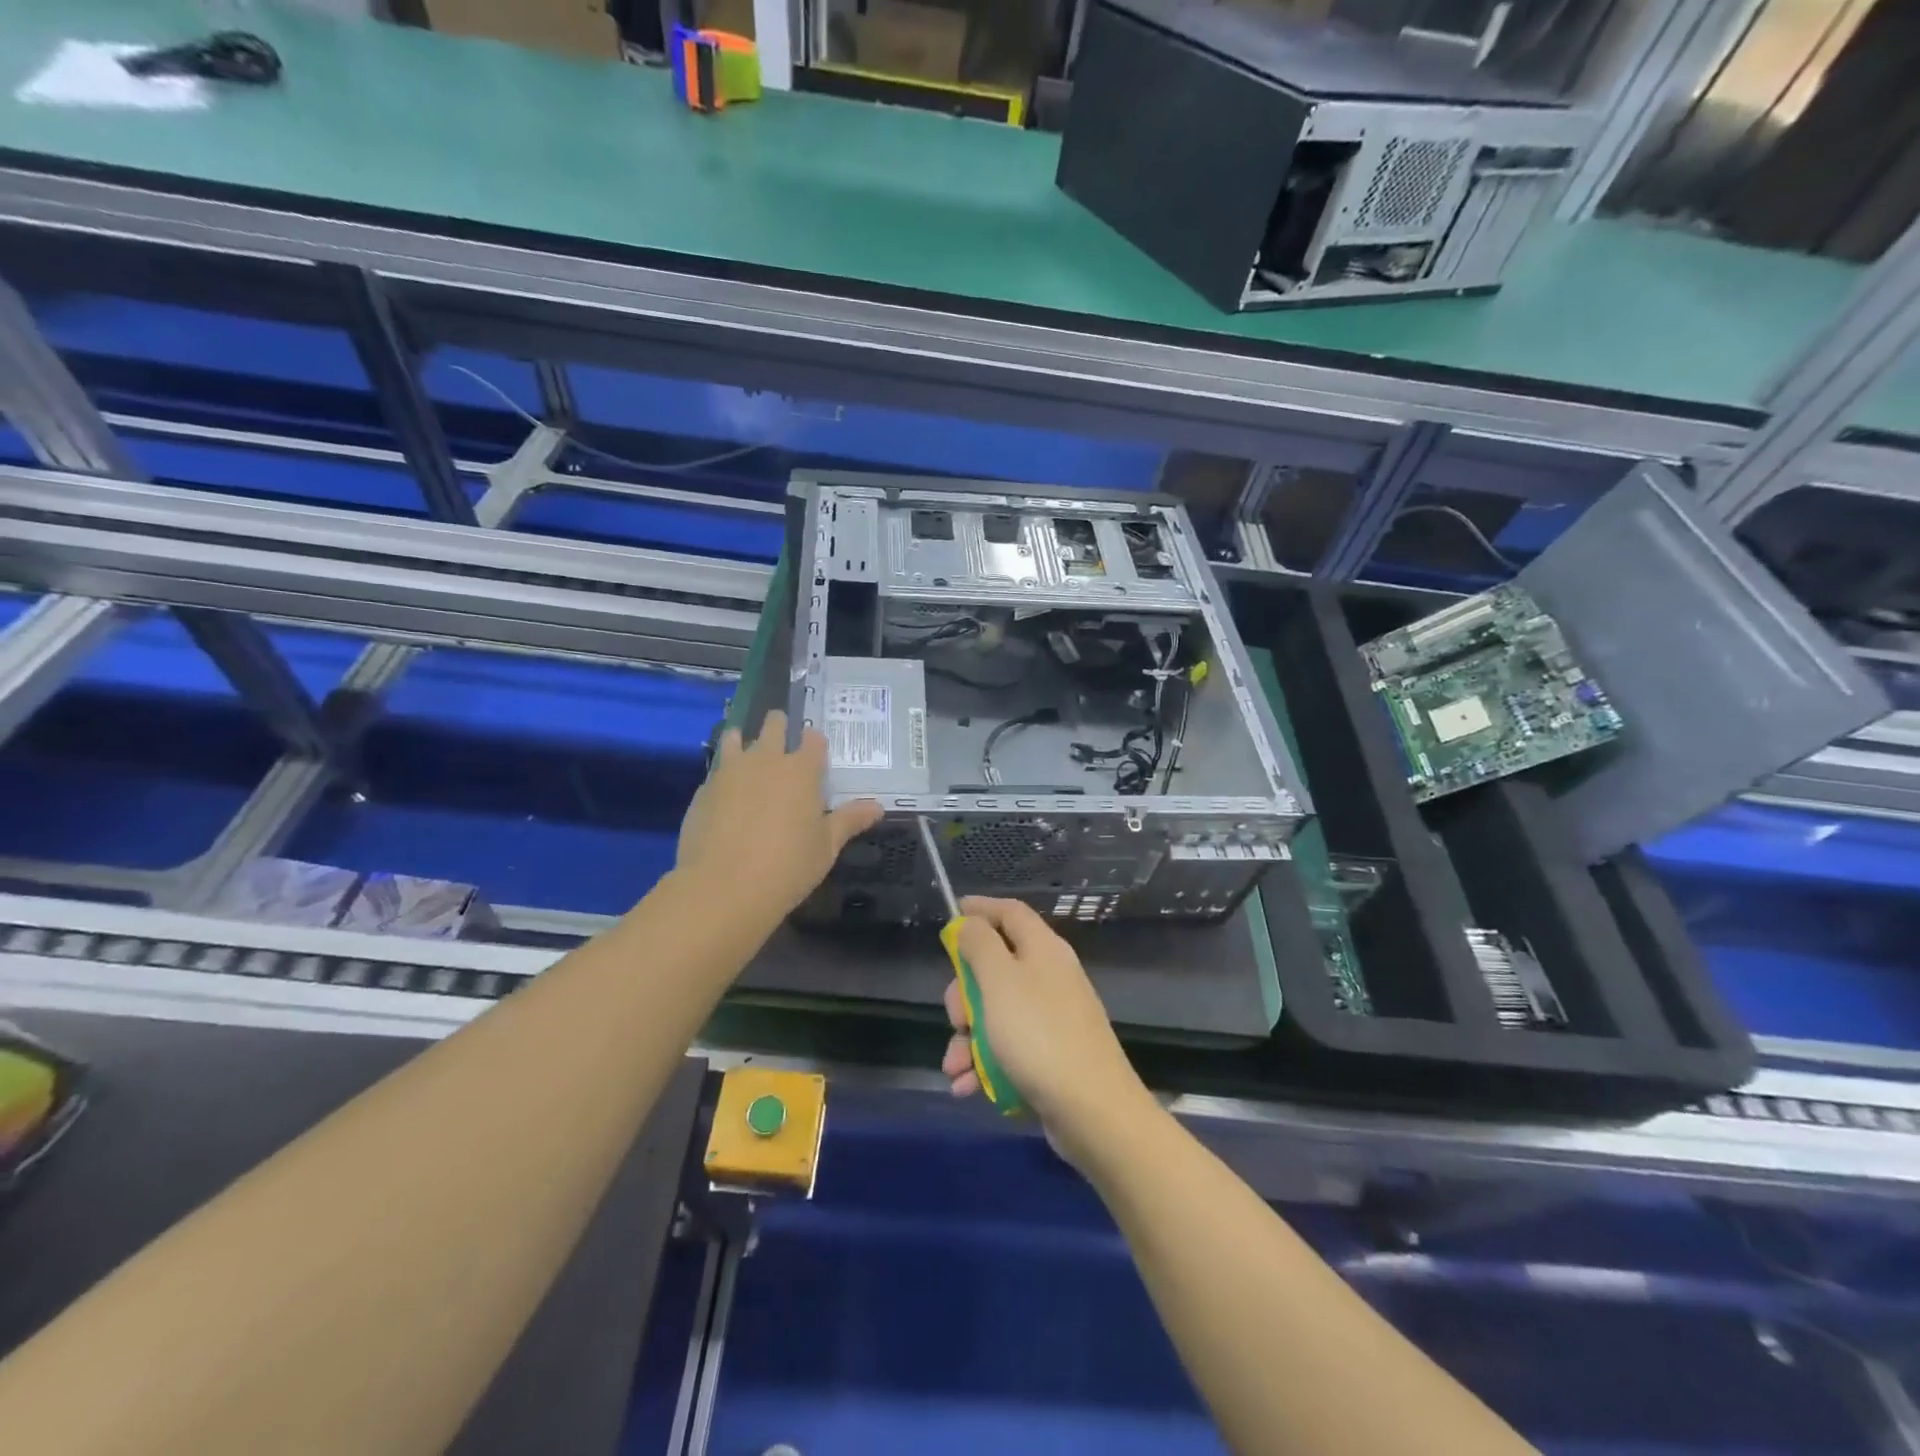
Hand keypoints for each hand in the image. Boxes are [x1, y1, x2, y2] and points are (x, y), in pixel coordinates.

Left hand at [677, 710, 882, 921]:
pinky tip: (726, 794)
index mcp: (801, 770)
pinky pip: (717, 769)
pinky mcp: (703, 789)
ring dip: (744, 741)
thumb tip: (877, 807)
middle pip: (773, 726)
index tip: (816, 748)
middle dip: (779, 726)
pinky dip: (724, 774)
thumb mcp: (826, 847)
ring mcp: (730, 771)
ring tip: (747, 755)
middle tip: (782, 738)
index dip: (815, 741)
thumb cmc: (787, 866)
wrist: (723, 887)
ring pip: (736, 738)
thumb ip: (849, 821)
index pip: (813, 740)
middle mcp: (766, 759)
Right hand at [941, 897, 1151, 1163]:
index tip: (953, 914)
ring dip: (968, 1038)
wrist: (1092, 1111)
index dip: (981, 909)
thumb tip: (968, 922)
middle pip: (996, 967)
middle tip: (955, 1018)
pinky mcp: (1051, 1055)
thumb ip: (979, 945)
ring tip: (955, 1067)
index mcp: (1042, 949)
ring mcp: (1052, 1018)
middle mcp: (1050, 977)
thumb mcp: (999, 981)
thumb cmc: (1038, 1035)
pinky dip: (984, 1063)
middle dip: (964, 993)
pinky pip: (1008, 1048)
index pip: (1010, 913)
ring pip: (996, 1013)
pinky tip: (968, 1087)